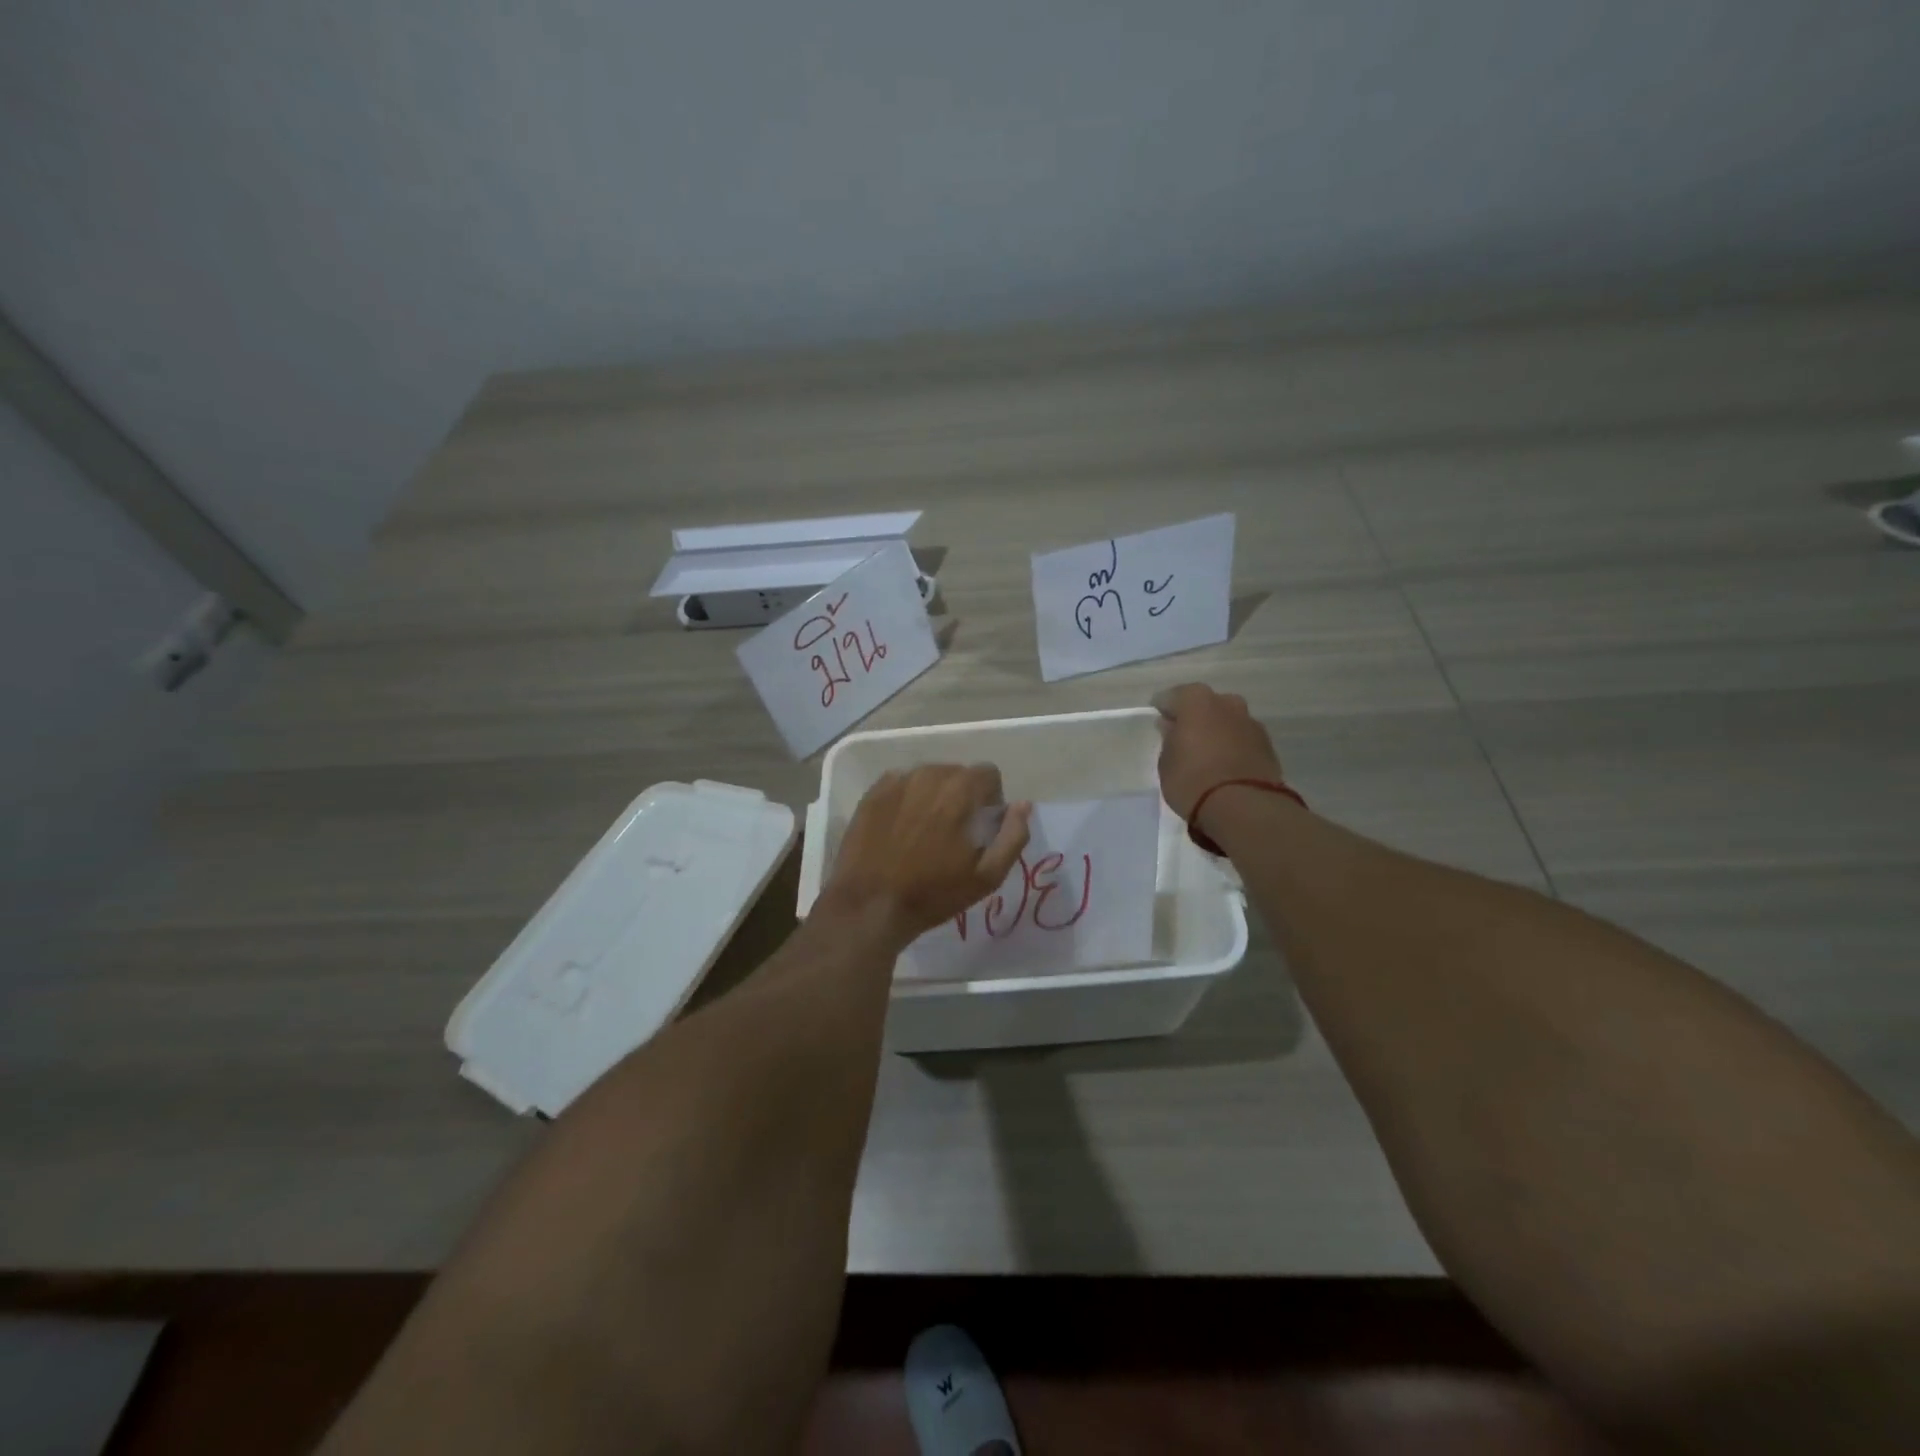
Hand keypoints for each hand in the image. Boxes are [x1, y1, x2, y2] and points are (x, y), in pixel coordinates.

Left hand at [822, 765, 1032, 948]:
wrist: (870, 905)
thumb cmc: (933, 893)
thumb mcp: (987, 876)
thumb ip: (1013, 836)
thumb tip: (1022, 806)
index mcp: (960, 790)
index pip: (988, 773)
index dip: (991, 799)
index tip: (981, 827)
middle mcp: (929, 775)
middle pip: (957, 773)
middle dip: (963, 796)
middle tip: (954, 833)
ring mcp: (897, 781)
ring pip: (928, 777)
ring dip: (935, 796)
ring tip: (926, 831)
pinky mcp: (873, 793)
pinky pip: (901, 784)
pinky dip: (908, 799)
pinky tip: (901, 829)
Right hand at [1152, 683, 1285, 820]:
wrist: (1244, 806)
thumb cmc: (1192, 779)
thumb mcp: (1166, 762)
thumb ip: (1169, 739)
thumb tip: (1172, 728)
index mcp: (1197, 701)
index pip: (1172, 697)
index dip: (1163, 709)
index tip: (1158, 722)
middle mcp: (1227, 703)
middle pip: (1205, 704)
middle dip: (1194, 717)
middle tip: (1182, 737)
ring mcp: (1251, 723)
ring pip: (1227, 720)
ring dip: (1216, 731)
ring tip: (1206, 754)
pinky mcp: (1268, 745)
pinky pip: (1242, 739)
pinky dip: (1233, 746)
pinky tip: (1225, 764)